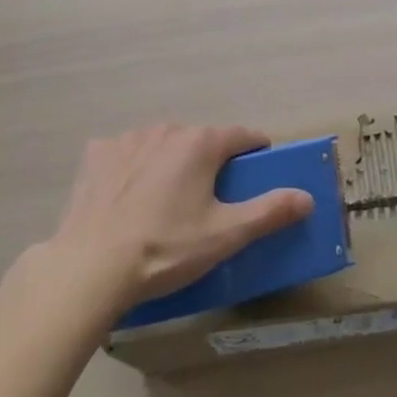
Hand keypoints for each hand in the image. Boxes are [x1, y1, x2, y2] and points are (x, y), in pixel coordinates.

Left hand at [35, 124, 314, 317]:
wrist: (89, 268)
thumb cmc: (164, 249)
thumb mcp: (224, 236)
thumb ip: (269, 211)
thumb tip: (307, 197)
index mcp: (202, 142)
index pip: (243, 136)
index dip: (256, 151)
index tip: (259, 170)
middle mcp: (168, 128)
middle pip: (200, 140)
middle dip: (209, 163)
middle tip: (207, 203)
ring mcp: (129, 138)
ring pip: (163, 145)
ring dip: (170, 164)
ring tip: (163, 206)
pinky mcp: (97, 154)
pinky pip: (126, 154)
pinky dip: (132, 169)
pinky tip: (126, 200)